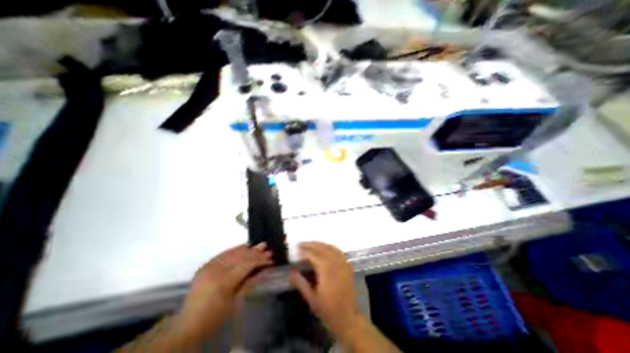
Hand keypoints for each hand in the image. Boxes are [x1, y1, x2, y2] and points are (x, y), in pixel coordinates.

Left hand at [173, 244, 271, 345]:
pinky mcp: (205, 265)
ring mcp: (209, 266)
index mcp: (223, 282)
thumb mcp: (234, 301)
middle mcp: (215, 270)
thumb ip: (248, 281)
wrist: (188, 324)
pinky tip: (244, 247)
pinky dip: (235, 250)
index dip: (260, 260)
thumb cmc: (214, 317)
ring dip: (247, 248)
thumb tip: (262, 268)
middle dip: (255, 251)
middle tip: (266, 247)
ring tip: (258, 245)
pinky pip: (223, 253)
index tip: (270, 258)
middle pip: (240, 256)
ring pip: (232, 252)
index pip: (246, 265)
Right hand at [287, 242, 355, 338]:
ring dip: (320, 244)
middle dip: (311, 244)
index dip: (304, 251)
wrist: (348, 318)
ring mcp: (343, 263)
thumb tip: (290, 272)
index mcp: (327, 271)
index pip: (314, 255)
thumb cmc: (328, 311)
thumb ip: (301, 283)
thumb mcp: (311, 299)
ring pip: (331, 247)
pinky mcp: (347, 265)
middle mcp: (336, 264)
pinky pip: (338, 251)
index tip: (295, 249)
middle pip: (322, 248)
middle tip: (300, 244)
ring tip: (310, 244)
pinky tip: (324, 248)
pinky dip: (330, 247)